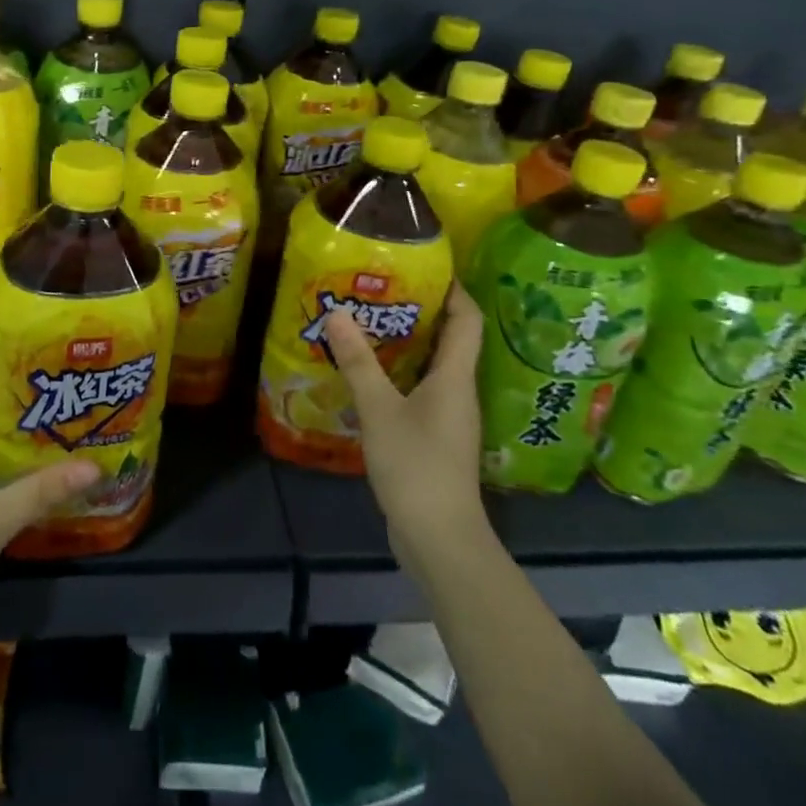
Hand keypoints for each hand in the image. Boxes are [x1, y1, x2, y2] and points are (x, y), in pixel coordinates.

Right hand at [324, 282, 491, 582]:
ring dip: (407, 344)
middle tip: (381, 291)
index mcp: (455, 377)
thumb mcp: (380, 410)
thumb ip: (358, 362)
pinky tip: (369, 375)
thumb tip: (337, 312)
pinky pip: (421, 391)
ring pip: (433, 367)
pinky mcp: (436, 438)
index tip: (426, 266)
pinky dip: (400, 374)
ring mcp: (449, 418)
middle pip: (450, 340)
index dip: (454, 289)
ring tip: (368, 324)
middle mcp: (458, 391)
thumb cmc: (416, 466)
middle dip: (421, 312)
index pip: (468, 320)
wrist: (440, 539)